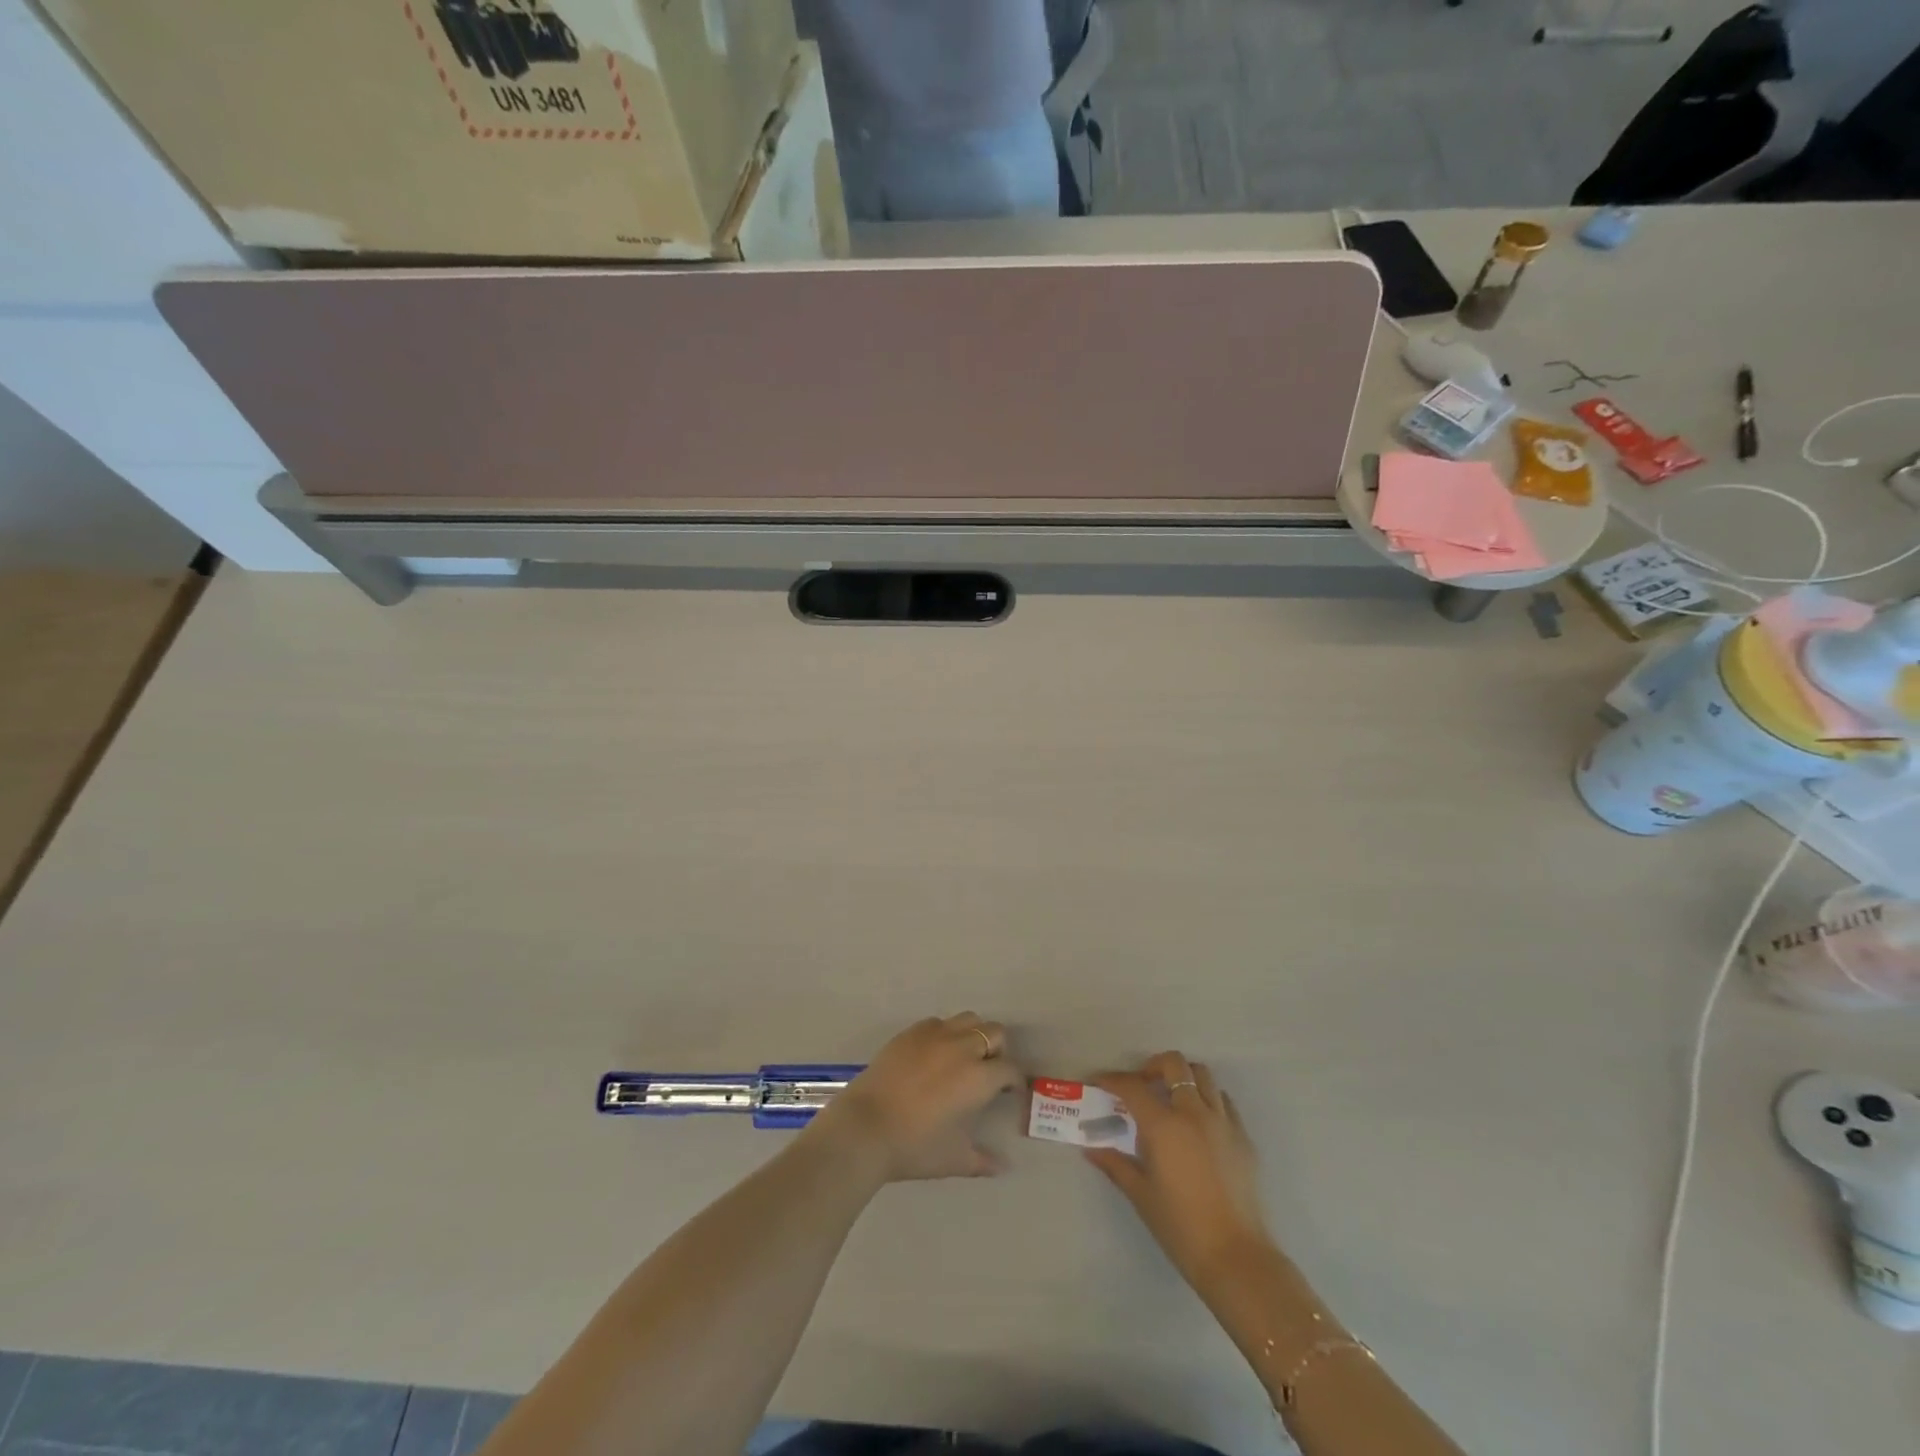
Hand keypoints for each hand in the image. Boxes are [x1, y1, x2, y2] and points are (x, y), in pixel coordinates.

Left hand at [807, 1013, 1022, 1184]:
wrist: (865, 1127)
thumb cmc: (914, 1146)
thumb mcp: (953, 1159)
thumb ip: (982, 1161)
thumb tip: (1002, 1166)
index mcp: (978, 1077)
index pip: (1009, 1068)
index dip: (1014, 1080)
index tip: (1009, 1092)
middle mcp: (962, 1048)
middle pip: (994, 1032)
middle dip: (997, 1050)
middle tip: (987, 1073)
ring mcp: (934, 1035)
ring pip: (968, 1019)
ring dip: (973, 1035)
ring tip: (963, 1058)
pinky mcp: (910, 1032)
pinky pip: (938, 1023)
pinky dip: (944, 1034)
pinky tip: (934, 1055)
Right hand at [1085, 1052, 1273, 1283]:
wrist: (1236, 1257)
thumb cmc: (1180, 1227)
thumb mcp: (1141, 1194)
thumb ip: (1115, 1165)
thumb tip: (1091, 1149)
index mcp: (1164, 1125)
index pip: (1132, 1087)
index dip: (1111, 1080)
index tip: (1099, 1082)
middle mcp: (1194, 1113)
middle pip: (1174, 1064)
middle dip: (1153, 1066)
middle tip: (1142, 1085)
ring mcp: (1223, 1122)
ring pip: (1203, 1076)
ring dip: (1183, 1078)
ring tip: (1172, 1099)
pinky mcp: (1243, 1138)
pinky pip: (1224, 1102)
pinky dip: (1208, 1100)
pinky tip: (1199, 1124)